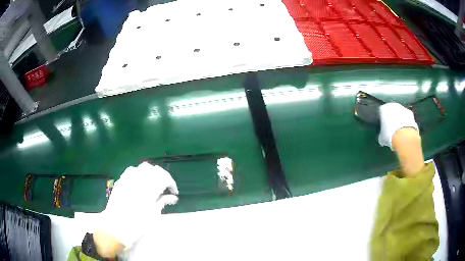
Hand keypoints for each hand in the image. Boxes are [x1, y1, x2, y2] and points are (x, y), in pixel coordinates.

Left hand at [94, 162, 178, 256]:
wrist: (116, 226)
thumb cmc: (137, 224)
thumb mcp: (153, 215)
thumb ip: (163, 202)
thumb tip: (173, 197)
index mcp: (150, 190)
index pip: (165, 179)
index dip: (172, 184)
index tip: (174, 192)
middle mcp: (139, 180)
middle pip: (154, 170)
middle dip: (162, 176)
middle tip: (165, 186)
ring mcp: (128, 179)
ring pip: (142, 167)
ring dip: (151, 172)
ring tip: (153, 182)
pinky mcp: (121, 181)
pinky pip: (131, 171)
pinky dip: (139, 173)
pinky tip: (139, 182)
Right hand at [378, 103, 417, 149]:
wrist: (404, 138)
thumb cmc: (390, 136)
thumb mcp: (382, 138)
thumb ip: (381, 134)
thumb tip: (382, 137)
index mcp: (383, 108)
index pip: (381, 112)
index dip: (383, 120)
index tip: (384, 127)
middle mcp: (392, 105)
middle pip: (391, 111)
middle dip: (392, 118)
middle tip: (392, 129)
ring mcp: (403, 108)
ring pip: (400, 113)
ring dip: (400, 120)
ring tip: (399, 132)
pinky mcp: (411, 113)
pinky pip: (407, 117)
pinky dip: (406, 123)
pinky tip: (406, 132)